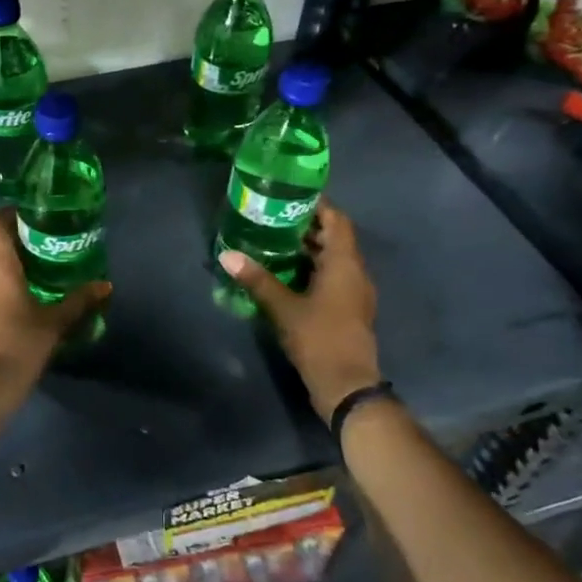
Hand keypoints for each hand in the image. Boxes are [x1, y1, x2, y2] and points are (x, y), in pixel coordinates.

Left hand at [0, 209, 111, 423]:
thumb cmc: (18, 347)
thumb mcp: (54, 324)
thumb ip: (79, 301)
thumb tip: (105, 285)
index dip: (10, 214)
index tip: (34, 220)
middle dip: (17, 248)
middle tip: (46, 255)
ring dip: (6, 273)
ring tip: (35, 284)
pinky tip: (16, 312)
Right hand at [218, 199, 381, 427]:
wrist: (347, 385)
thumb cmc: (319, 339)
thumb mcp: (283, 307)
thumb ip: (257, 279)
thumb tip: (227, 255)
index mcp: (344, 263)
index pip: (337, 220)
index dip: (317, 204)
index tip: (289, 195)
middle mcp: (355, 272)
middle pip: (335, 237)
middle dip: (307, 225)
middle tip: (272, 216)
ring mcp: (354, 292)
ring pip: (333, 259)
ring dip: (308, 248)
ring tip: (273, 240)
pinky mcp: (348, 309)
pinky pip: (332, 277)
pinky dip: (312, 268)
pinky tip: (285, 273)